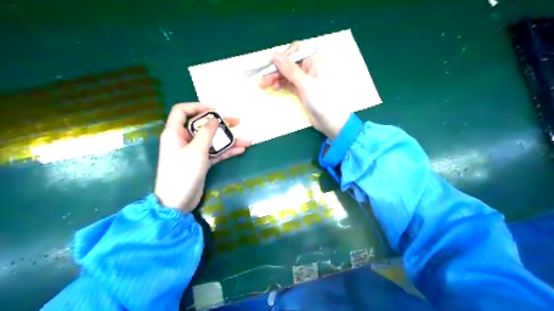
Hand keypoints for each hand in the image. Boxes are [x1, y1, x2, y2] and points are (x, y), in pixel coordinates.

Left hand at [154, 103, 251, 211]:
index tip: (215, 110)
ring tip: (247, 140)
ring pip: (212, 140)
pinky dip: (226, 151)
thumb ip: (207, 132)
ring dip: (228, 140)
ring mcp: (193, 152)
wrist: (177, 202)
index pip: (182, 111)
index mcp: (175, 132)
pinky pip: (215, 153)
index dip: (197, 107)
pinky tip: (241, 150)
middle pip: (202, 126)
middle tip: (237, 122)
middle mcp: (183, 140)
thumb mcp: (196, 150)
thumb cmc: (183, 172)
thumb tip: (214, 119)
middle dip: (220, 124)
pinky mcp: (200, 163)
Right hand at [262, 41, 348, 138]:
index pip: (295, 51)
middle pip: (289, 63)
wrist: (331, 121)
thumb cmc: (321, 99)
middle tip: (263, 81)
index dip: (283, 57)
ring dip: (276, 78)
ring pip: (287, 74)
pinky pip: (289, 83)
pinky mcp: (302, 90)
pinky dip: (281, 84)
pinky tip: (274, 88)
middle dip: (275, 70)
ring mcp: (305, 80)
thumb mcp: (305, 83)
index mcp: (314, 61)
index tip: (271, 66)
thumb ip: (289, 69)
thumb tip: (274, 54)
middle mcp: (309, 68)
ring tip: (265, 86)